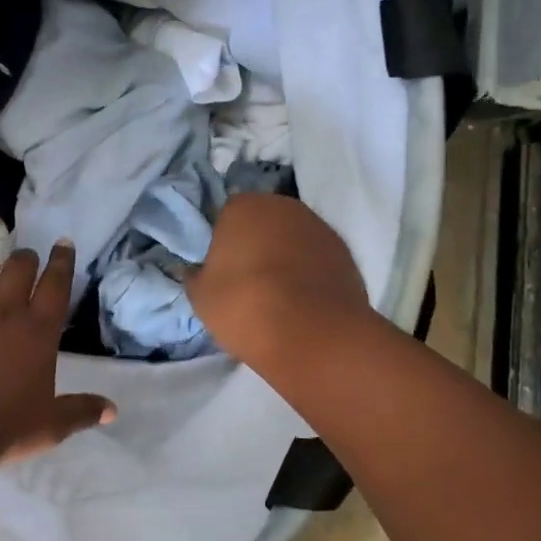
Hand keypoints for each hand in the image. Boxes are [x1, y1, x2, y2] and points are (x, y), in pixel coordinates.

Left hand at [0, 242, 115, 463]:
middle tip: (24, 265)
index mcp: (39, 331)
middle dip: (25, 259)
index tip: (63, 244)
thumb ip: (81, 411)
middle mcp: (5, 309)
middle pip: (19, 266)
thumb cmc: (2, 428)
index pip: (56, 283)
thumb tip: (112, 410)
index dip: (62, 261)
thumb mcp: (50, 426)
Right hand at [187, 193, 371, 365]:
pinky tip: (302, 302)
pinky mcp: (345, 253)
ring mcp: (320, 227)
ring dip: (285, 256)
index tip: (220, 268)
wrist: (312, 334)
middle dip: (256, 243)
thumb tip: (195, 270)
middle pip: (263, 221)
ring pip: (293, 238)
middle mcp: (284, 206)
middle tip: (247, 280)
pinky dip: (309, 273)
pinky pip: (316, 258)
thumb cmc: (244, 305)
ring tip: (278, 295)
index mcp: (244, 206)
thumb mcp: (200, 296)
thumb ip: (195, 275)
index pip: (226, 214)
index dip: (222, 241)